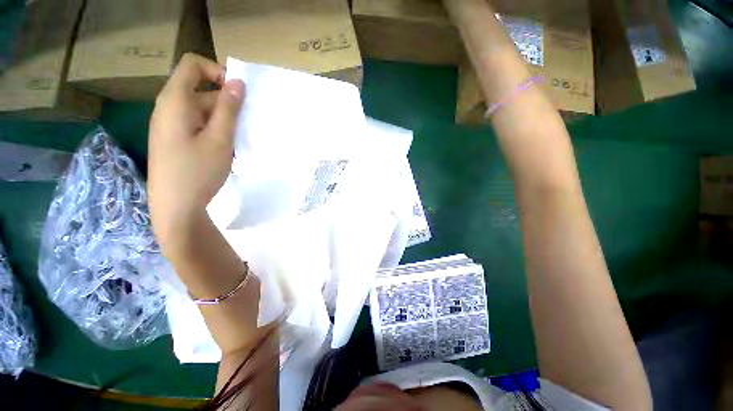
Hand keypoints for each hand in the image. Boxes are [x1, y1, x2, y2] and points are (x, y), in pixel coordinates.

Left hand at [148, 53, 244, 246]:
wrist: (175, 206)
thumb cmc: (197, 171)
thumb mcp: (219, 139)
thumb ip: (228, 109)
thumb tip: (238, 83)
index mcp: (175, 101)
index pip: (193, 65)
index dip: (217, 71)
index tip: (237, 93)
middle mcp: (168, 107)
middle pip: (199, 88)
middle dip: (225, 101)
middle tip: (245, 123)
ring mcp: (170, 125)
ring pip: (200, 109)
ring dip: (222, 119)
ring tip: (238, 140)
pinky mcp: (174, 139)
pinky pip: (196, 124)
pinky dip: (213, 130)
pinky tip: (225, 149)